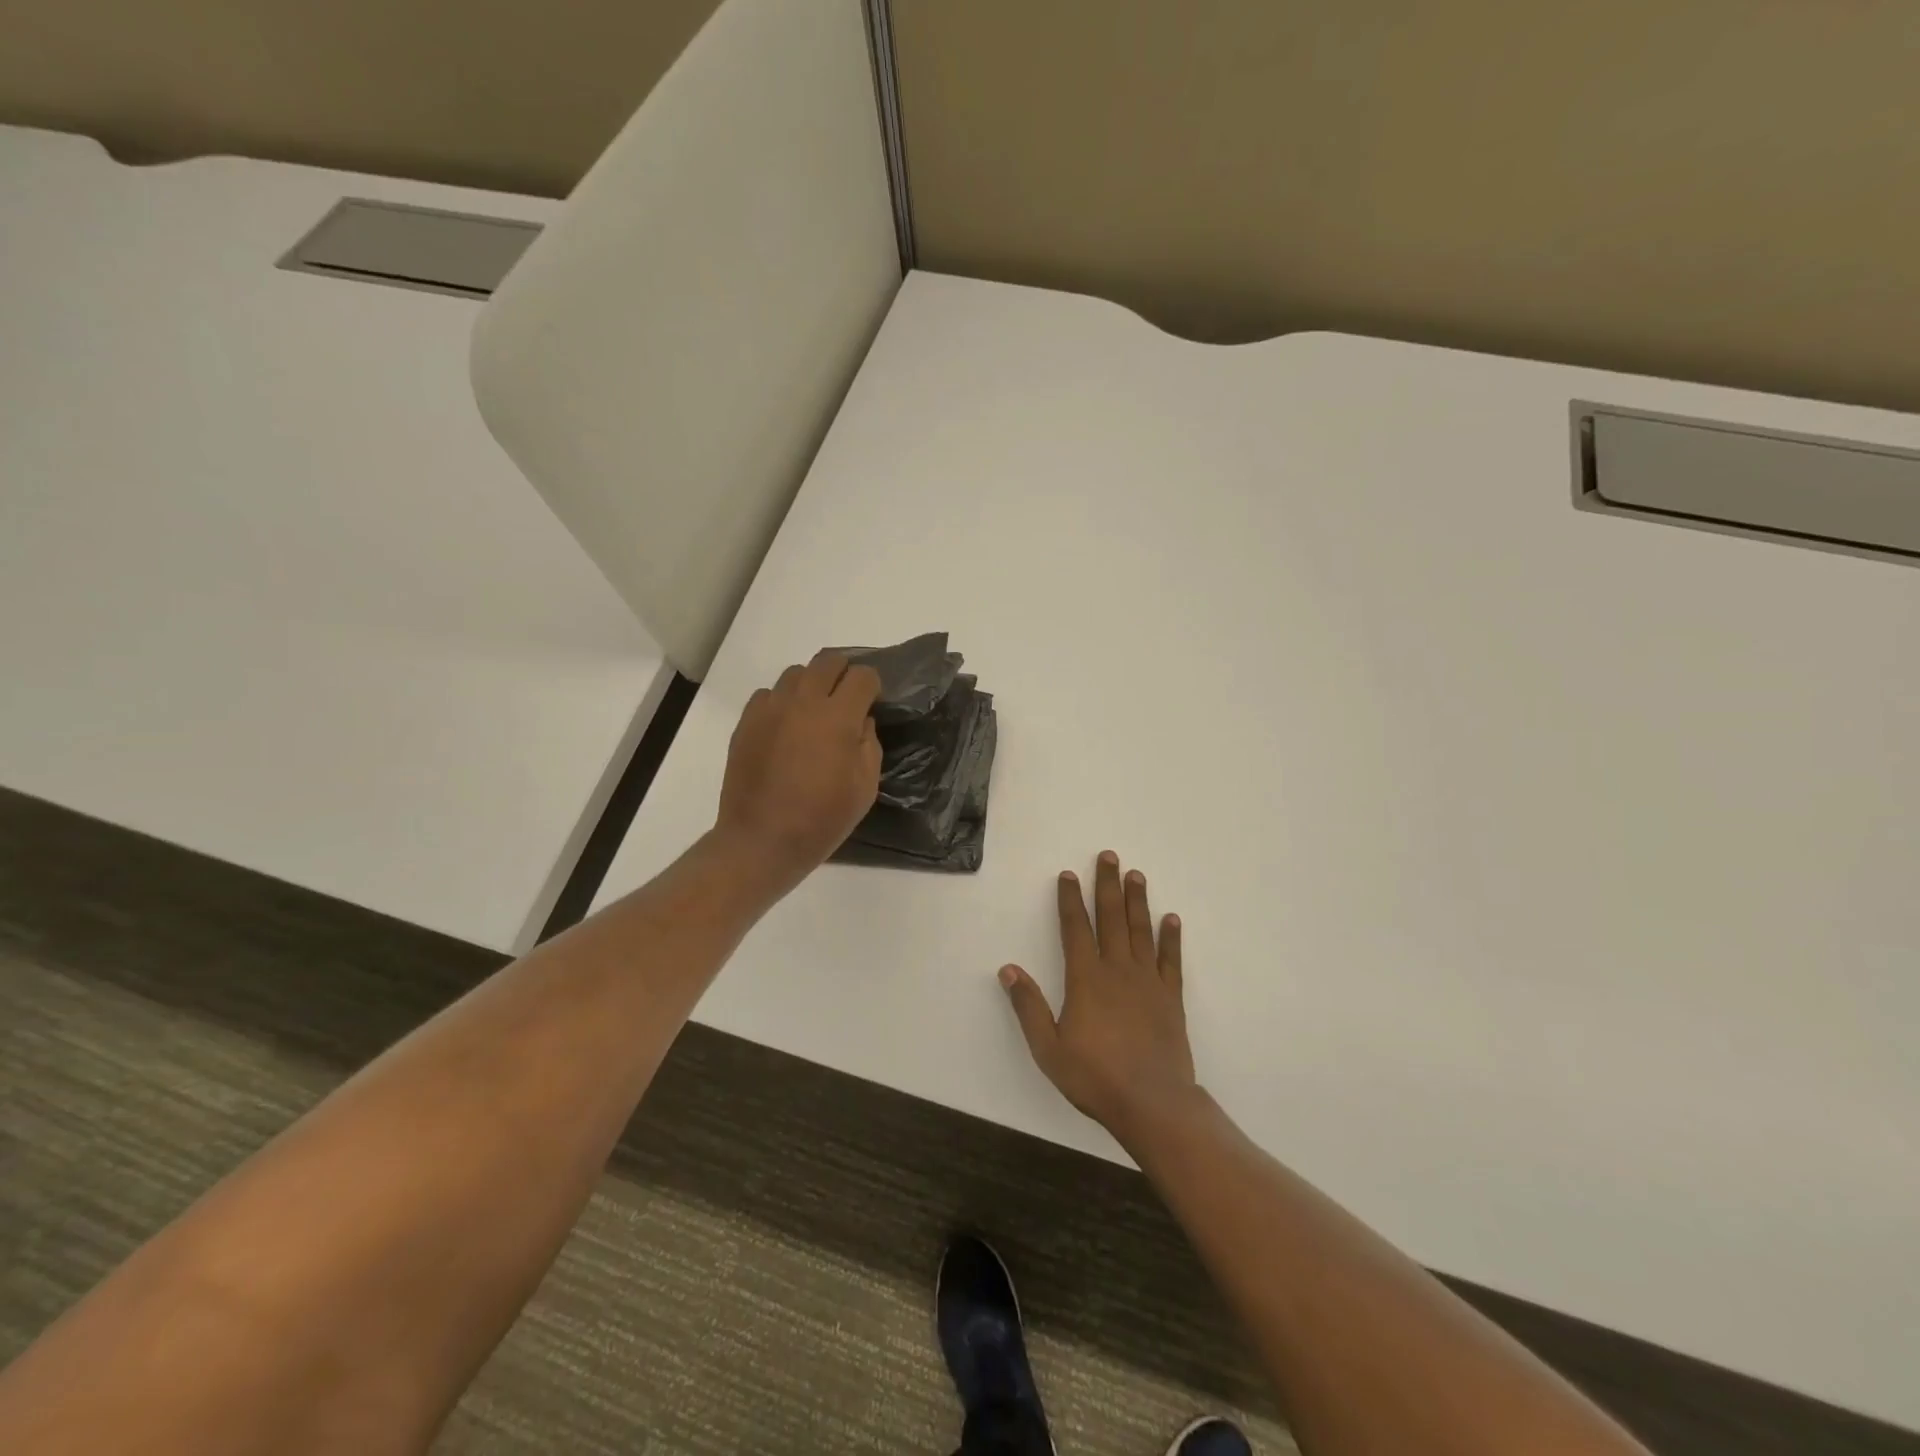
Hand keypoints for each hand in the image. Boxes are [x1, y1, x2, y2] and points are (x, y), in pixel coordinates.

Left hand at [714, 652, 882, 895]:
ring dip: (812, 685)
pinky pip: (768, 695)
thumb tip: (860, 721)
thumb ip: (868, 744)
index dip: (872, 686)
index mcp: (838, 717)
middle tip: (847, 699)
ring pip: (796, 673)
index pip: (862, 676)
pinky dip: (782, 702)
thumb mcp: (865, 787)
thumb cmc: (822, 819)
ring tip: (814, 712)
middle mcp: (803, 702)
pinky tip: (786, 728)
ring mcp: (770, 709)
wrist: (761, 840)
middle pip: (828, 661)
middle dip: (843, 673)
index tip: (873, 702)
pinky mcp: (746, 722)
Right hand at [999, 851, 1198, 1147]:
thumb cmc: (1094, 1077)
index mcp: (1086, 979)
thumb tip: (1008, 970)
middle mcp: (1117, 970)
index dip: (1070, 900)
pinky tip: (1171, 919)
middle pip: (1111, 918)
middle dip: (1107, 885)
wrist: (1152, 1103)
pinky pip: (1171, 960)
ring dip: (1137, 901)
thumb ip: (1028, 1006)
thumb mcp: (1048, 1048)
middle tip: (1109, 856)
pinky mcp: (1171, 998)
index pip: (1075, 928)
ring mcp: (1148, 982)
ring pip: (1141, 931)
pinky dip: (1171, 938)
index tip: (1068, 875)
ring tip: (1136, 875)